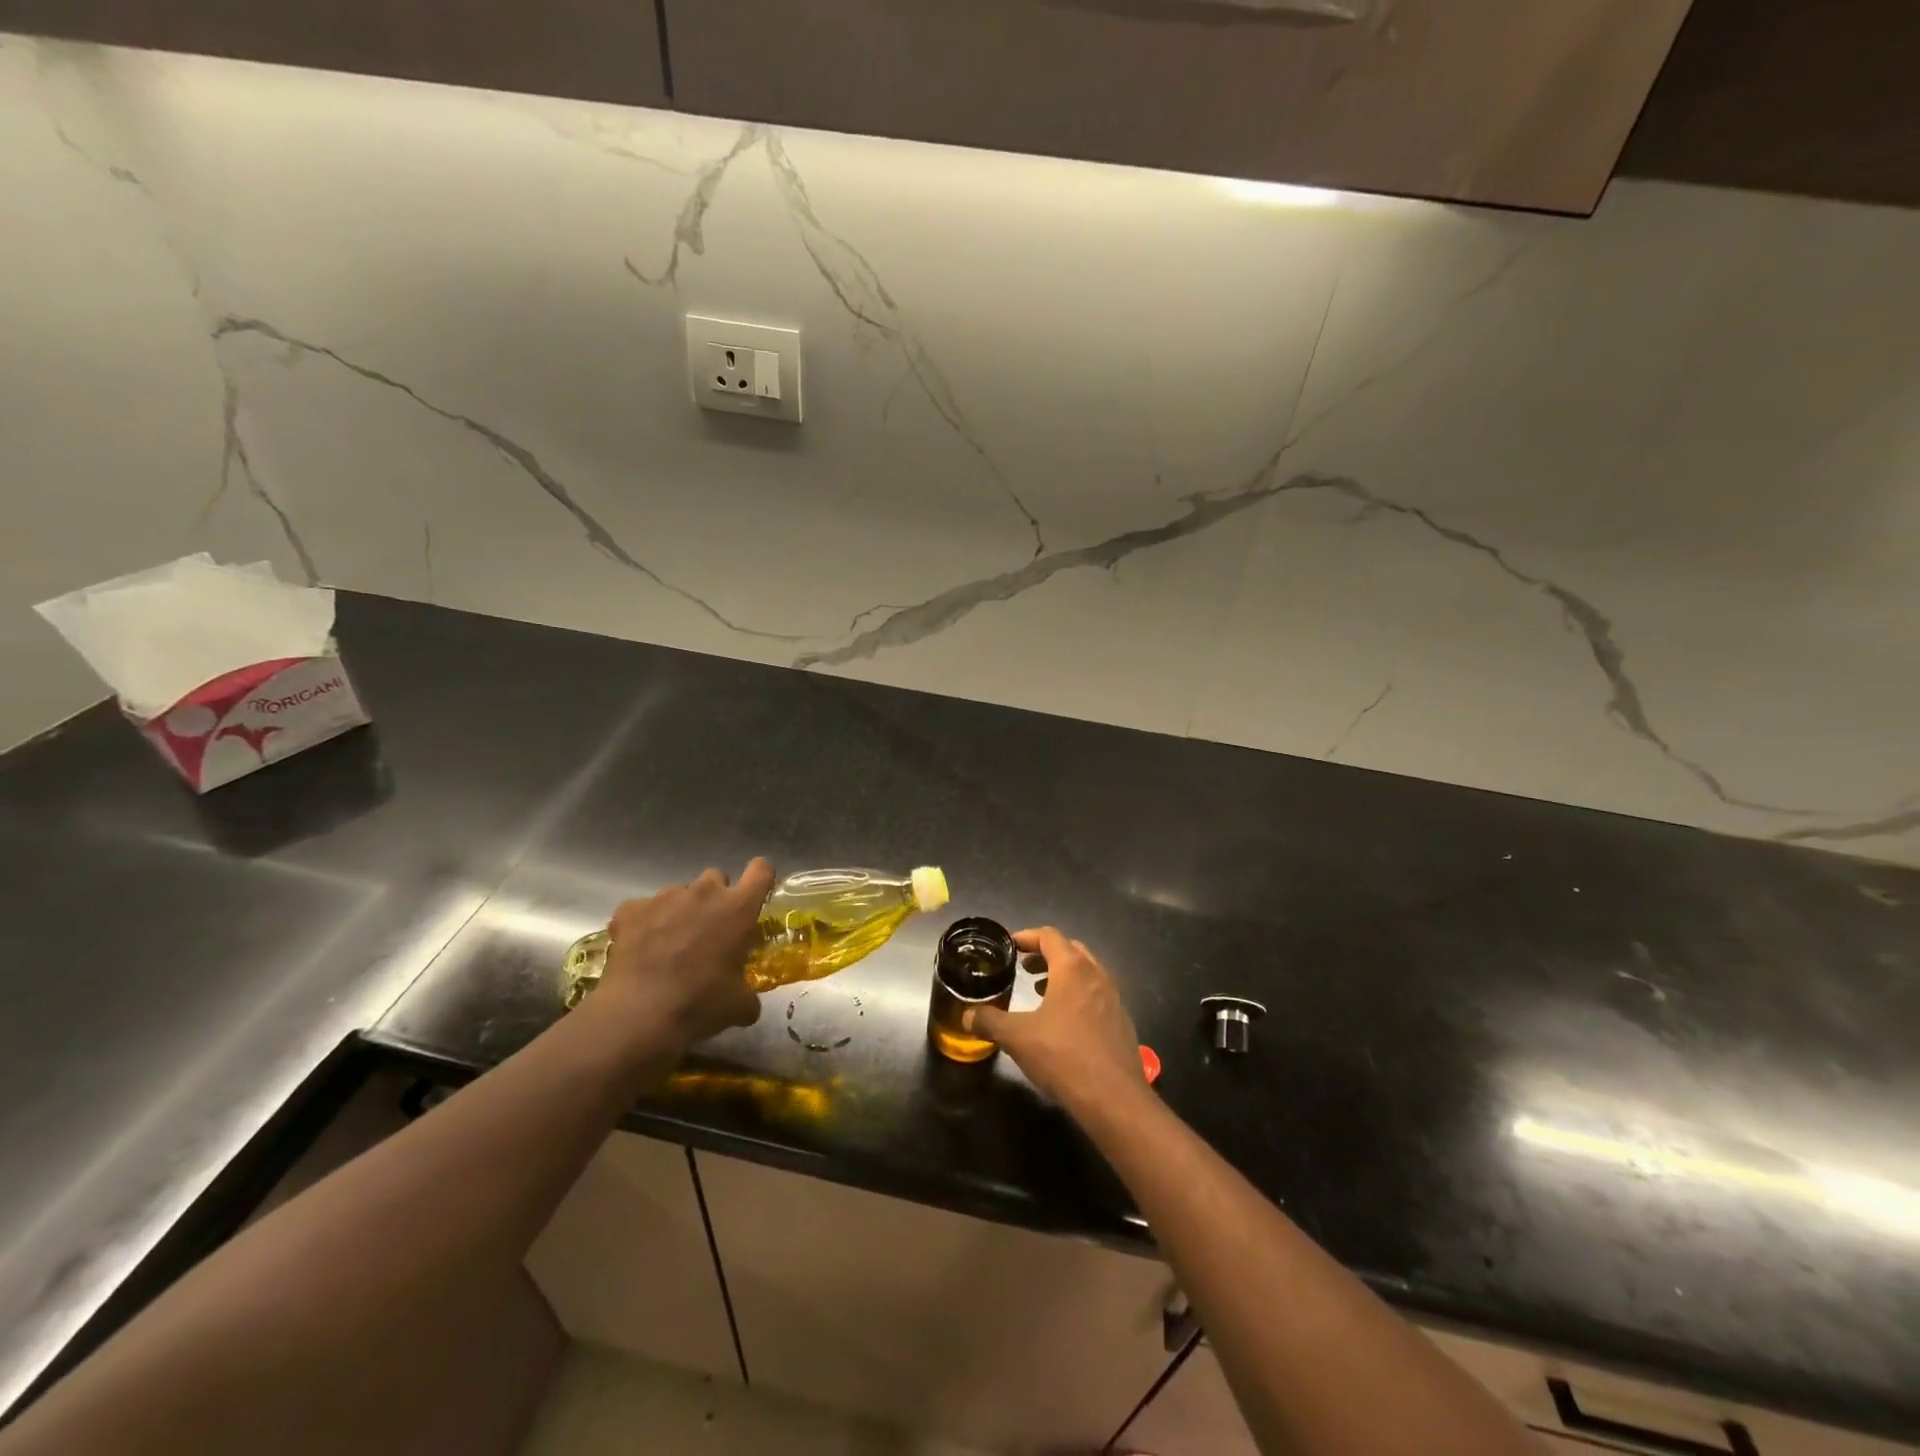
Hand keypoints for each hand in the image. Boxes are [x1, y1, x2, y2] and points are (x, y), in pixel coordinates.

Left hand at [589, 859, 772, 1050]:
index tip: (756, 894)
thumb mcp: (740, 1006)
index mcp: (738, 909)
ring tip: (670, 945)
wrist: (639, 1016)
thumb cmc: (700, 1006)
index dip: (760, 879)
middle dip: (715, 899)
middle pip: (716, 878)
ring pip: (679, 893)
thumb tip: (746, 1000)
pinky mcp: (630, 910)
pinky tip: (640, 951)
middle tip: (709, 931)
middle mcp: (704, 893)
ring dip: (681, 911)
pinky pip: (642, 909)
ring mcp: (664, 897)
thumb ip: (748, 992)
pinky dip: (644, 924)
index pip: (761, 871)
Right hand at [965, 927, 1144, 1110]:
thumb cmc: (1063, 1056)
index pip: (1049, 936)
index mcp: (1072, 968)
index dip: (1026, 936)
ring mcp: (1113, 997)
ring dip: (1062, 975)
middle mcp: (1097, 974)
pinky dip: (1077, 995)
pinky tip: (1063, 1021)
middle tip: (1023, 967)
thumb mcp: (1017, 1037)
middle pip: (1070, 949)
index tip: (1009, 945)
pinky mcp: (1121, 1021)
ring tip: (1040, 992)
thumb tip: (967, 1015)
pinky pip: (1096, 994)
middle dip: (1045, 954)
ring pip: (1086, 972)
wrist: (1114, 1098)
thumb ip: (989, 1021)